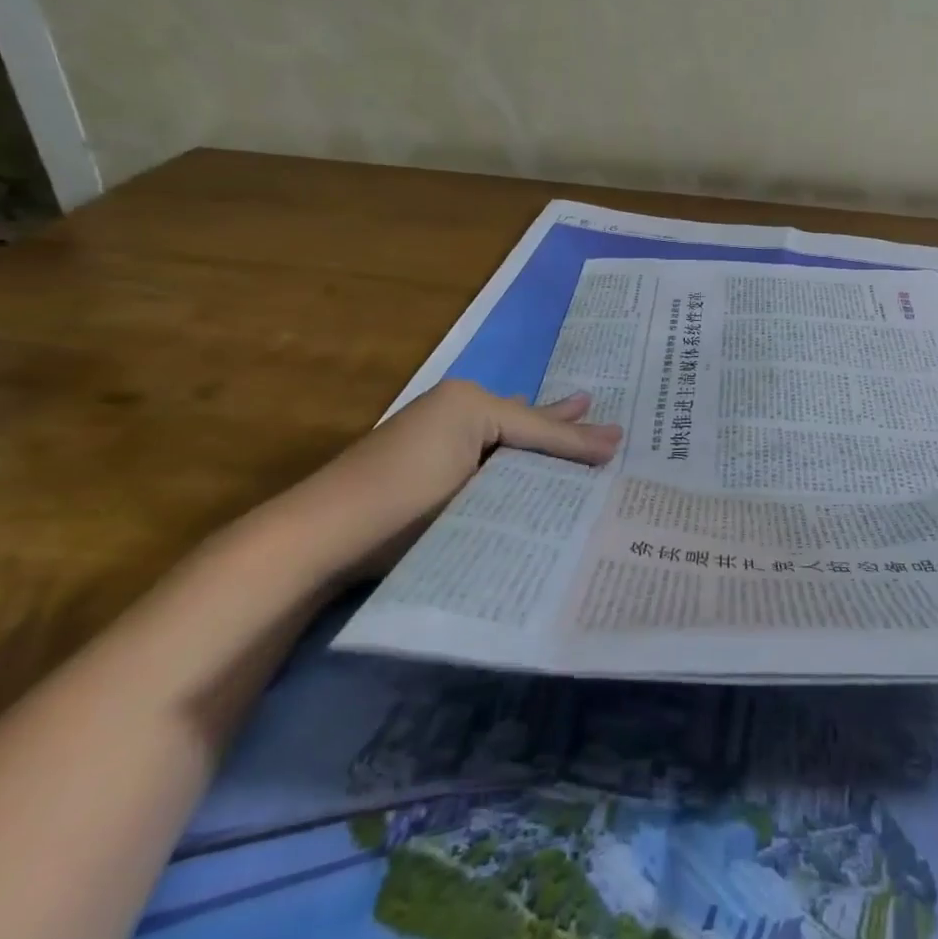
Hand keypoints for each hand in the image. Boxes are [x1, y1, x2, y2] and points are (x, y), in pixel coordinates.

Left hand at [259, 379, 621, 583]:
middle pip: (523, 419)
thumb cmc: (405, 499)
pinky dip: (511, 455)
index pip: (538, 422)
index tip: (620, 444)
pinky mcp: (425, 459)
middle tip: (600, 412)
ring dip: (539, 438)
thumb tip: (606, 446)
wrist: (317, 537)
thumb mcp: (479, 479)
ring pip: (505, 434)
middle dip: (562, 422)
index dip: (579, 437)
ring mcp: (437, 432)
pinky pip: (484, 450)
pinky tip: (524, 455)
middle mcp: (456, 407)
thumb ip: (543, 457)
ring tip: (575, 414)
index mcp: (470, 401)